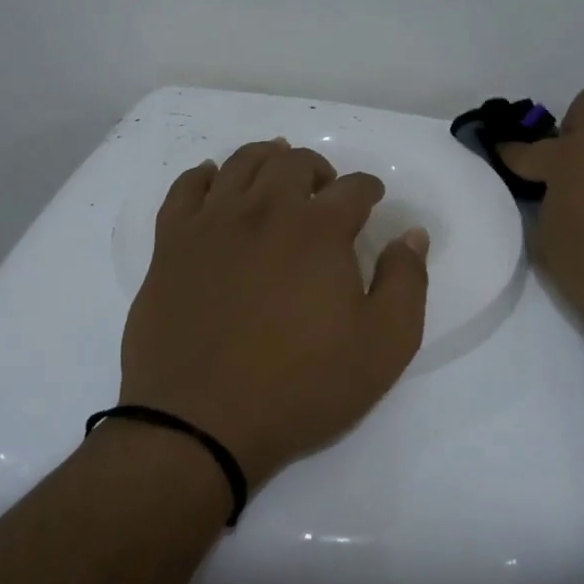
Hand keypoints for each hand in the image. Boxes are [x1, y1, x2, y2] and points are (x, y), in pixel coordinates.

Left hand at [120, 139, 430, 487]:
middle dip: (319, 169)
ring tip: (277, 172)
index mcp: (319, 230)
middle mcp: (265, 210)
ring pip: (241, 163)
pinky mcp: (171, 245)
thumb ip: (406, 282)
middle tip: (325, 191)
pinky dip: (205, 176)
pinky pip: (186, 188)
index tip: (373, 201)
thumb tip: (412, 235)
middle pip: (294, 162)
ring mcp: (212, 224)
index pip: (353, 188)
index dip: (369, 189)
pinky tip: (215, 182)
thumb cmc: (300, 386)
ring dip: (267, 158)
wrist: (199, 424)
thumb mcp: (383, 346)